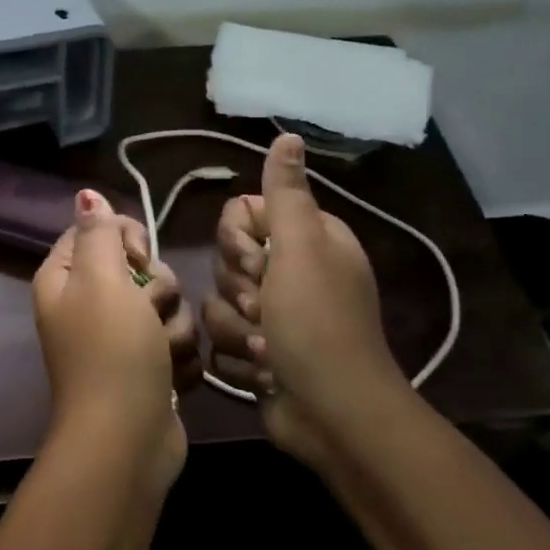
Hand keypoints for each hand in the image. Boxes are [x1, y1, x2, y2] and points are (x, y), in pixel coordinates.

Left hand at [33, 191, 189, 491]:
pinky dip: (177, 357)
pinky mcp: (147, 366)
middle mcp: (88, 304)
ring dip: (171, 327)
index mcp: (65, 278)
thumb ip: (98, 232)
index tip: (136, 258)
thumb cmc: (111, 351)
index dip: (125, 238)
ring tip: (160, 352)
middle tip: (147, 311)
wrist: (127, 440)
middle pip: (138, 267)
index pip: (98, 230)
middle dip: (156, 288)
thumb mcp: (101, 279)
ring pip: (165, 304)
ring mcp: (119, 338)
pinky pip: (174, 340)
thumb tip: (86, 194)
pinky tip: (169, 376)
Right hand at [203, 134, 409, 469]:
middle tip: (266, 309)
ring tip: (268, 348)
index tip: (258, 261)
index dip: (238, 239)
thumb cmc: (316, 323)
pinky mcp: (258, 350)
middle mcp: (290, 271)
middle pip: (225, 259)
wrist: (332, 414)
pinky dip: (240, 358)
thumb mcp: (301, 249)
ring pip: (217, 302)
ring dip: (237, 329)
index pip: (241, 214)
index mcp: (306, 239)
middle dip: (239, 289)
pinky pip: (220, 339)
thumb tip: (287, 135)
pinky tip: (264, 372)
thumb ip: (286, 193)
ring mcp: (273, 314)